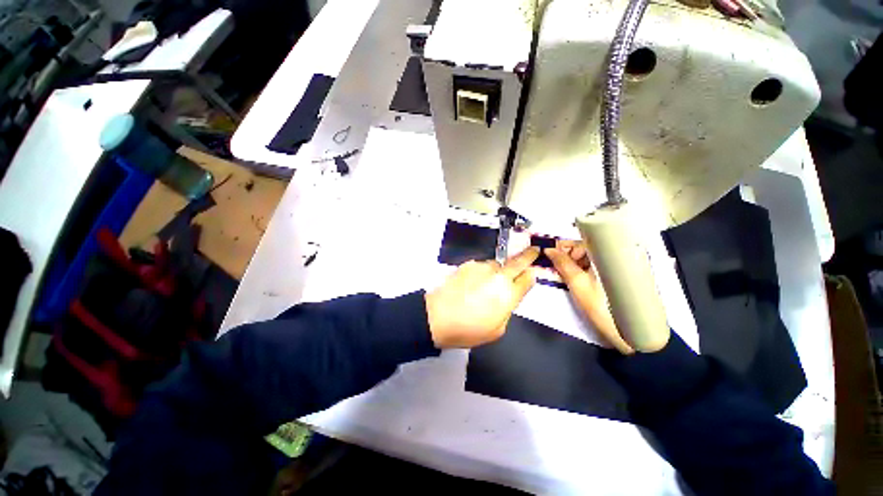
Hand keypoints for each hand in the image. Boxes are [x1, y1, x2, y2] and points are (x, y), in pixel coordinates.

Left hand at [425, 247, 538, 348]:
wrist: (437, 316)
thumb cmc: (468, 329)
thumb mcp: (497, 330)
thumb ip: (507, 310)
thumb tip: (509, 296)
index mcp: (508, 295)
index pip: (527, 279)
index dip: (532, 275)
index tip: (533, 272)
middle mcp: (498, 276)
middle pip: (518, 262)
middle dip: (528, 255)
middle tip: (534, 249)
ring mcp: (482, 267)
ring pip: (498, 264)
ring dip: (500, 269)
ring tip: (488, 283)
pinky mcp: (468, 264)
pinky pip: (482, 266)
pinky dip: (483, 272)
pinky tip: (474, 284)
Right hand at [544, 240, 634, 354]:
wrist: (628, 333)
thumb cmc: (602, 306)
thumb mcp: (577, 283)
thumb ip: (562, 263)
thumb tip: (548, 249)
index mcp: (606, 254)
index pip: (581, 241)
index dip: (564, 246)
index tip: (550, 255)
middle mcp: (611, 257)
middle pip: (583, 249)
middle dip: (565, 256)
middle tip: (554, 267)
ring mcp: (612, 268)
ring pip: (586, 259)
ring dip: (571, 264)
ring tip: (560, 274)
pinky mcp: (611, 278)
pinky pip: (591, 267)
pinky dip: (579, 270)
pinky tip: (571, 278)